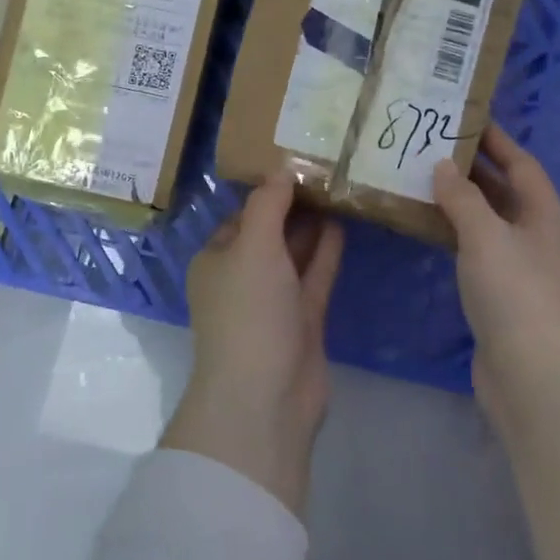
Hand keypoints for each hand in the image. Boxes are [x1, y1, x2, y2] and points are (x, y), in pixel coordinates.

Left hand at [165, 172, 343, 516]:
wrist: (266, 396)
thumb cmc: (249, 311)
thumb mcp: (252, 246)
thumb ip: (268, 205)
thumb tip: (282, 171)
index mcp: (216, 259)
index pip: (242, 215)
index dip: (268, 191)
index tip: (298, 163)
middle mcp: (241, 278)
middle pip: (269, 233)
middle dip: (293, 206)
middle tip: (327, 171)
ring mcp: (272, 302)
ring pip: (294, 255)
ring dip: (312, 227)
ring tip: (339, 190)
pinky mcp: (302, 321)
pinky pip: (314, 277)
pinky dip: (326, 253)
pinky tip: (343, 224)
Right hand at [433, 125, 559, 400]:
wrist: (533, 375)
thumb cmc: (515, 293)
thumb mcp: (485, 236)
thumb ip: (463, 198)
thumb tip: (444, 166)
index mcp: (545, 217)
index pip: (522, 165)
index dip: (497, 141)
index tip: (467, 119)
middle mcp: (539, 239)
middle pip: (507, 193)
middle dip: (475, 170)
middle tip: (434, 147)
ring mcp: (522, 271)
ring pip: (490, 224)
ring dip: (463, 203)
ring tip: (424, 181)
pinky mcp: (504, 298)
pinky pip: (478, 252)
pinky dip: (457, 236)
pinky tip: (431, 230)